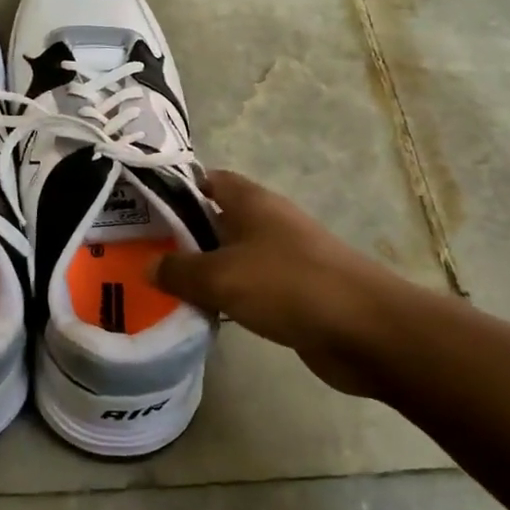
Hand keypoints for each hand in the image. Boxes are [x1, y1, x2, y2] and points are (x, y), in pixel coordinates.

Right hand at [152, 170, 424, 397]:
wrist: (365, 330)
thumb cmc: (288, 285)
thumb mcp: (221, 276)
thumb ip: (180, 271)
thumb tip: (148, 266)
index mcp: (251, 201)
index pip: (209, 179)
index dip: (178, 187)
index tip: (145, 207)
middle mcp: (269, 221)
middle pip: (218, 218)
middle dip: (185, 233)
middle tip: (144, 251)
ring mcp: (286, 256)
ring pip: (234, 255)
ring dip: (207, 268)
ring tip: (166, 284)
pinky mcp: (297, 291)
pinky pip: (252, 286)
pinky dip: (230, 295)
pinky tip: (208, 312)